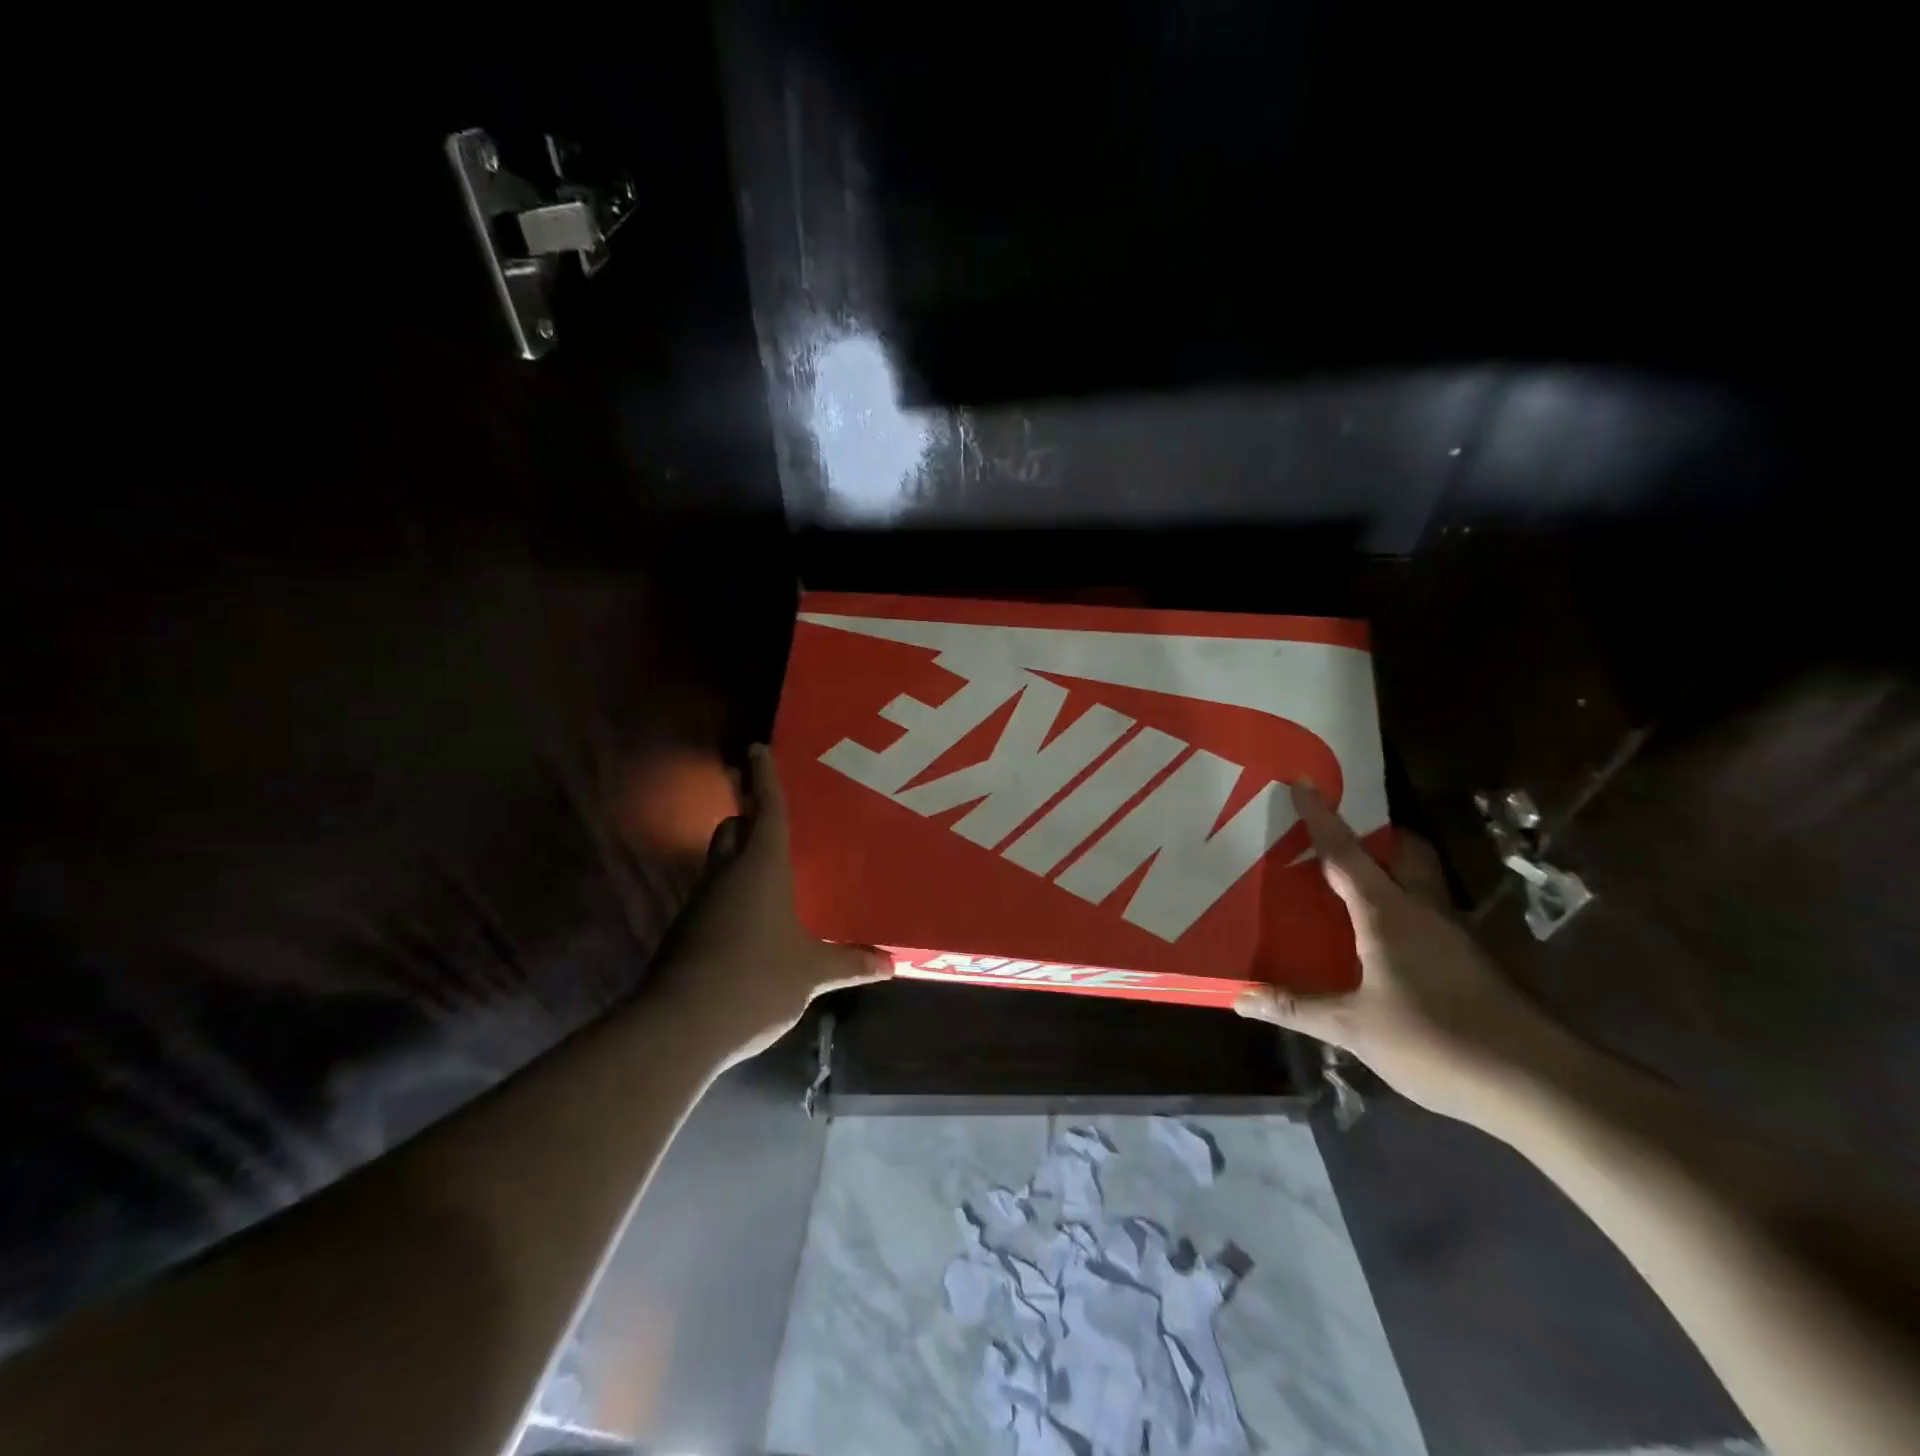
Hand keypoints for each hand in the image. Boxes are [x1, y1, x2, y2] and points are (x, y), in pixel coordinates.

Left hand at [651, 744, 890, 1065]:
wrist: (677, 1027)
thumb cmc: (755, 980)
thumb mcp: (810, 973)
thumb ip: (849, 963)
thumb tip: (891, 965)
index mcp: (761, 866)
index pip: (765, 809)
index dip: (763, 777)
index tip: (757, 748)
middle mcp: (726, 874)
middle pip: (733, 828)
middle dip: (749, 817)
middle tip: (776, 819)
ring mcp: (700, 903)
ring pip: (719, 862)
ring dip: (739, 857)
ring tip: (772, 870)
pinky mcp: (686, 933)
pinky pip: (713, 896)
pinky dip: (732, 894)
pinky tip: (754, 920)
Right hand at [1236, 782, 1560, 1120]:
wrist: (1536, 1085)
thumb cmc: (1435, 1040)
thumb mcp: (1353, 1027)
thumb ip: (1296, 1008)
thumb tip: (1239, 997)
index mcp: (1388, 913)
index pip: (1346, 854)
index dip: (1322, 818)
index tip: (1303, 783)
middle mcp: (1424, 913)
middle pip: (1405, 853)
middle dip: (1376, 837)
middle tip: (1339, 839)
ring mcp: (1454, 938)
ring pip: (1420, 885)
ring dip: (1390, 874)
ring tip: (1350, 888)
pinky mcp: (1471, 965)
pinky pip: (1429, 918)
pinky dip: (1403, 911)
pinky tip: (1383, 944)